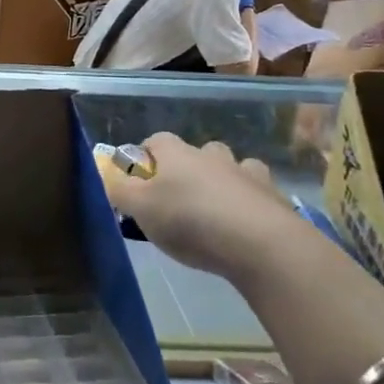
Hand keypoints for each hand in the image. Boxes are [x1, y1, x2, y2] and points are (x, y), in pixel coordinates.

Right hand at [101, 133, 295, 276]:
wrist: (261, 243)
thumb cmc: (190, 221)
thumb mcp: (140, 209)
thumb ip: (120, 191)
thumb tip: (108, 178)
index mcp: (178, 154)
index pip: (156, 140)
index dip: (145, 155)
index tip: (138, 177)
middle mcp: (213, 156)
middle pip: (198, 151)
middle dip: (188, 168)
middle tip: (178, 198)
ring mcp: (248, 174)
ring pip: (233, 168)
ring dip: (224, 181)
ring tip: (216, 210)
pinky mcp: (275, 198)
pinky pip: (259, 193)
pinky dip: (251, 203)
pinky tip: (245, 225)